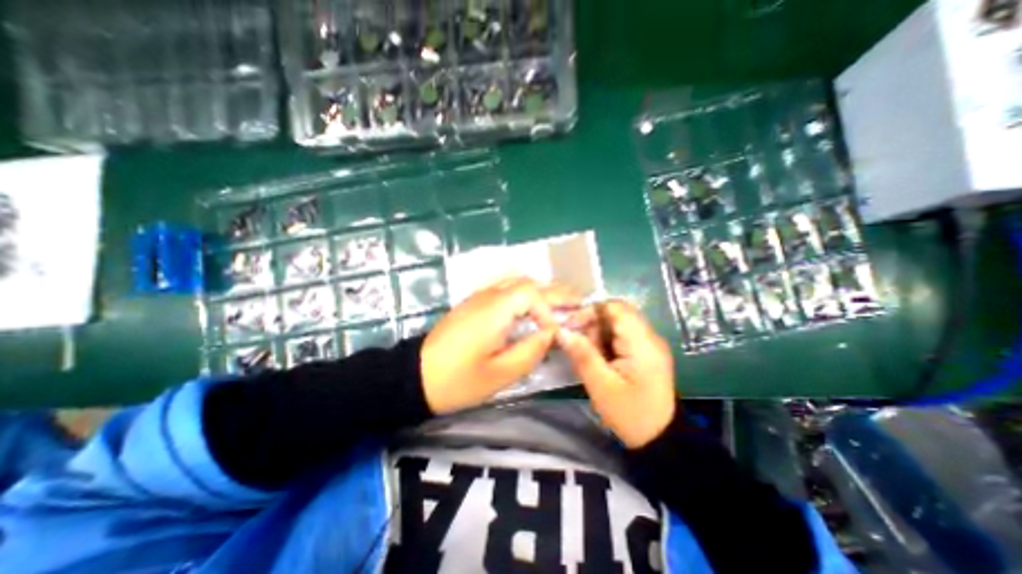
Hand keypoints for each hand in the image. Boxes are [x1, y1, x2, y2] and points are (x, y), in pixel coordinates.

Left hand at [416, 277, 578, 411]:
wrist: (415, 377)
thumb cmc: (458, 380)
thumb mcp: (500, 374)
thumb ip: (531, 350)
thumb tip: (551, 333)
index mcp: (495, 309)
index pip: (532, 294)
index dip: (550, 310)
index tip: (556, 333)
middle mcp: (488, 295)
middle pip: (527, 282)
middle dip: (554, 292)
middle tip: (578, 302)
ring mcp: (478, 296)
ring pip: (516, 281)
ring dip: (540, 289)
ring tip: (559, 302)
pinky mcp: (473, 303)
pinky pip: (504, 287)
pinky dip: (524, 290)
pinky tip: (530, 303)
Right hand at [555, 300, 677, 447]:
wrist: (660, 439)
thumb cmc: (630, 415)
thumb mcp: (601, 386)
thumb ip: (582, 355)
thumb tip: (561, 331)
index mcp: (643, 343)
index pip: (616, 307)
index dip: (591, 311)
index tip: (570, 326)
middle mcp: (649, 337)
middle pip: (615, 314)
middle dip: (591, 324)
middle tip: (576, 343)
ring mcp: (649, 344)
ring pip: (616, 324)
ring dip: (597, 334)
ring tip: (587, 356)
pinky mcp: (645, 352)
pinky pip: (620, 336)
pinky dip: (604, 342)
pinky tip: (597, 359)